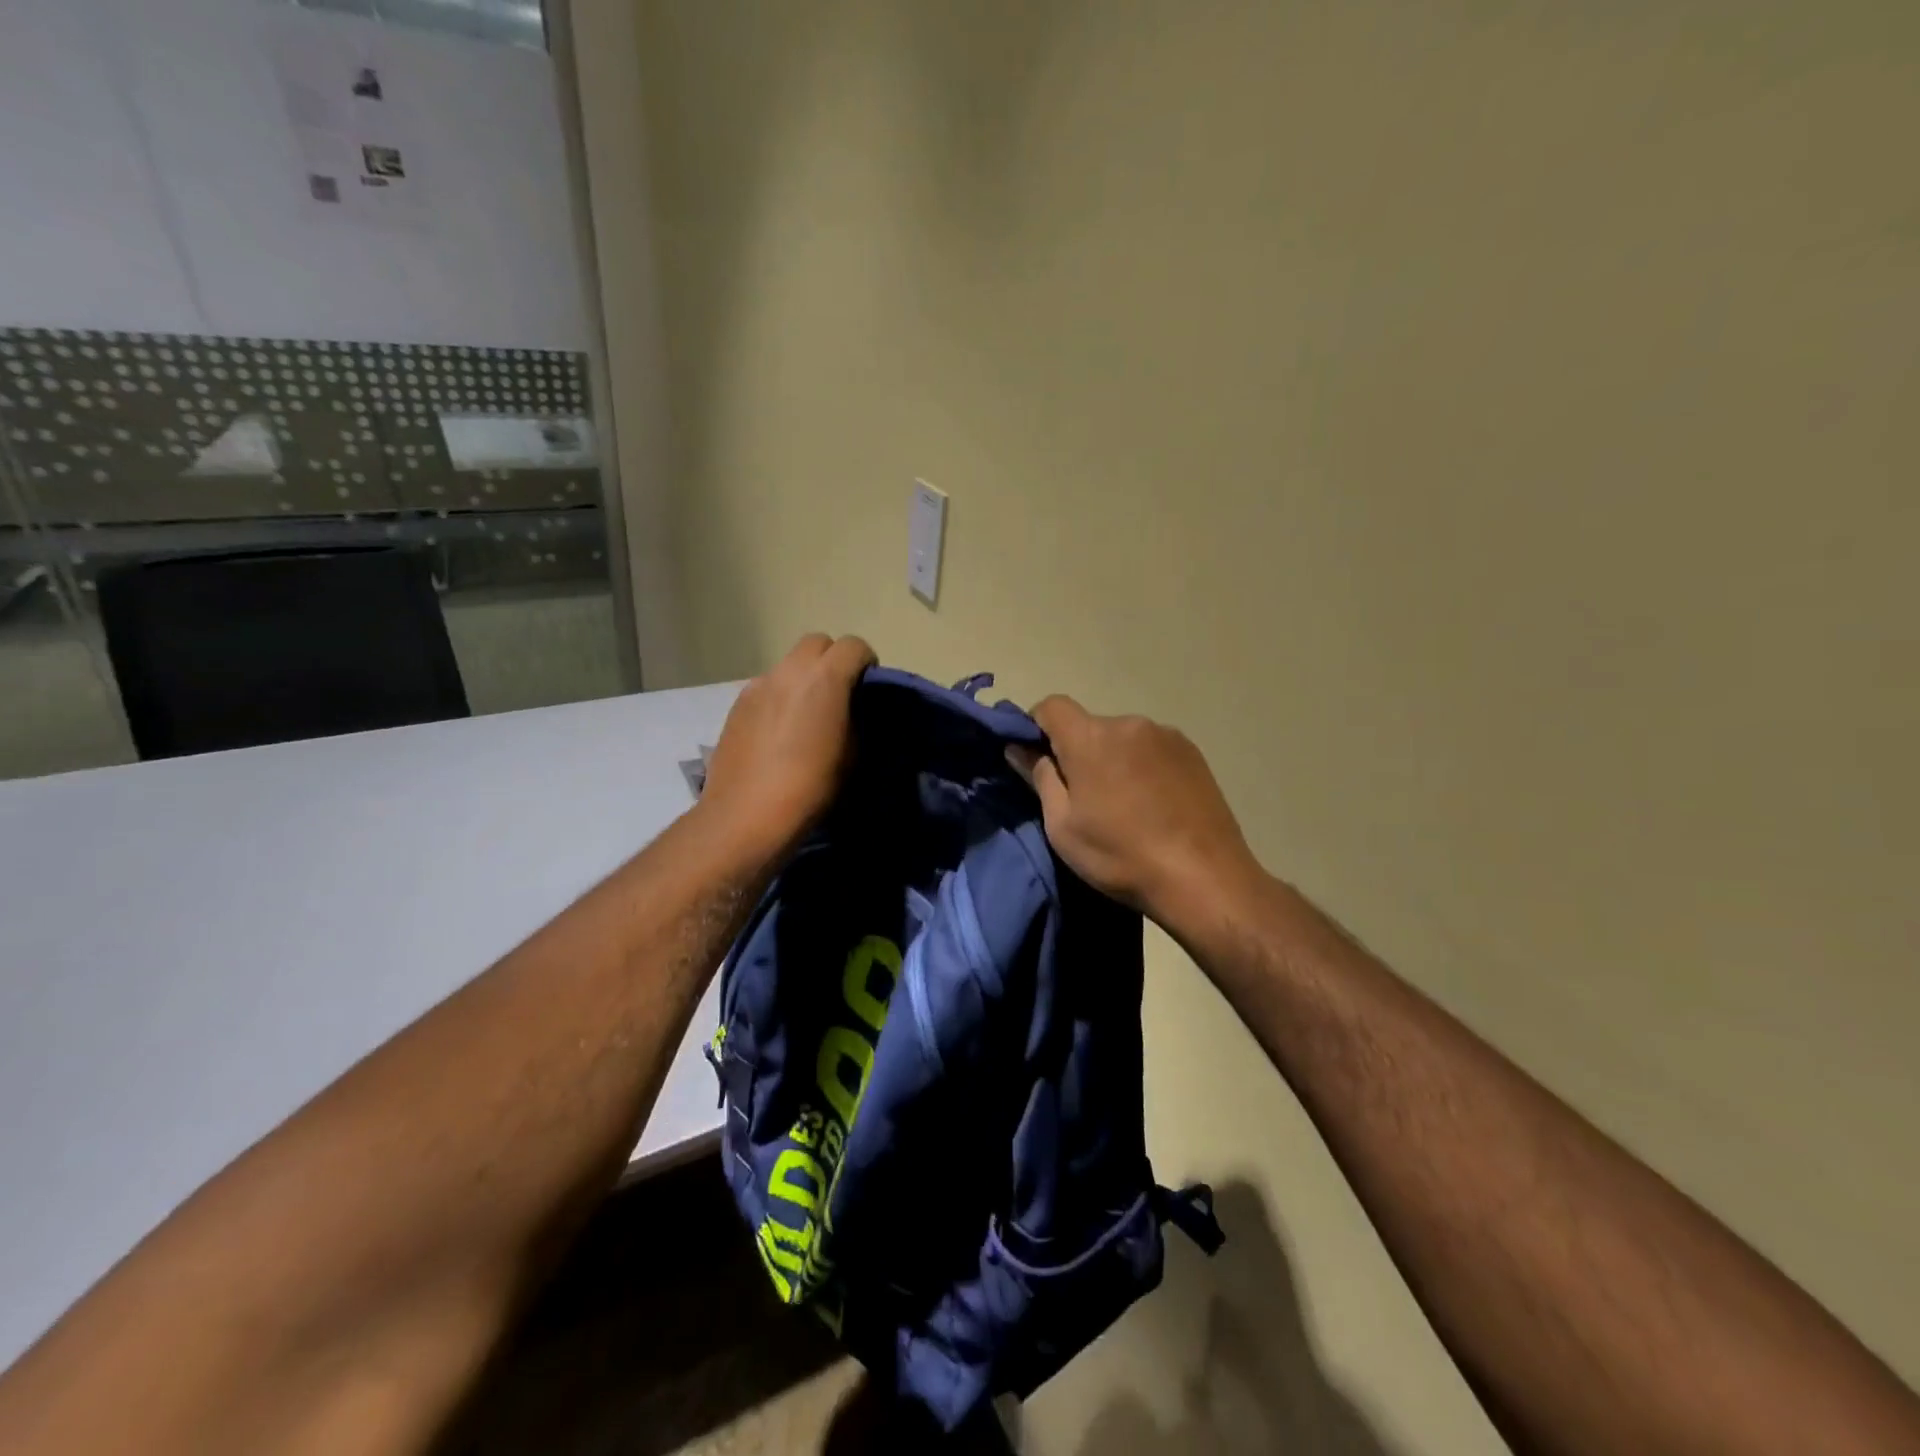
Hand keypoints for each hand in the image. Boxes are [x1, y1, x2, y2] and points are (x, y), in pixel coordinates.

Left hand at [701, 634, 875, 858]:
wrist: (746, 815)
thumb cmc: (811, 787)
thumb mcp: (852, 755)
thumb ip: (856, 720)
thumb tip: (851, 711)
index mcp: (825, 678)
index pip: (854, 645)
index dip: (865, 662)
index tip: (867, 689)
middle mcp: (789, 671)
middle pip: (817, 643)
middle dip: (832, 660)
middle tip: (838, 695)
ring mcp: (758, 685)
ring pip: (789, 664)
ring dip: (803, 679)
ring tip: (805, 717)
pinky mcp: (737, 704)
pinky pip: (767, 687)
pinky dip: (780, 697)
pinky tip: (778, 732)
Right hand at [1009, 696, 1260, 927]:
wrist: (1205, 878)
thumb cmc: (1121, 855)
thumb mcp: (1063, 826)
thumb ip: (1040, 777)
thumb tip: (1019, 747)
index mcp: (1091, 737)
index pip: (1051, 706)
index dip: (1035, 726)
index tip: (1037, 760)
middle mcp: (1129, 723)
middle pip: (1089, 725)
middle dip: (1077, 751)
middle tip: (1082, 797)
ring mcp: (1167, 735)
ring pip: (1122, 739)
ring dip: (1113, 759)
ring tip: (1124, 805)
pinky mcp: (1193, 753)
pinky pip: (1152, 749)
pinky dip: (1142, 767)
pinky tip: (1153, 805)